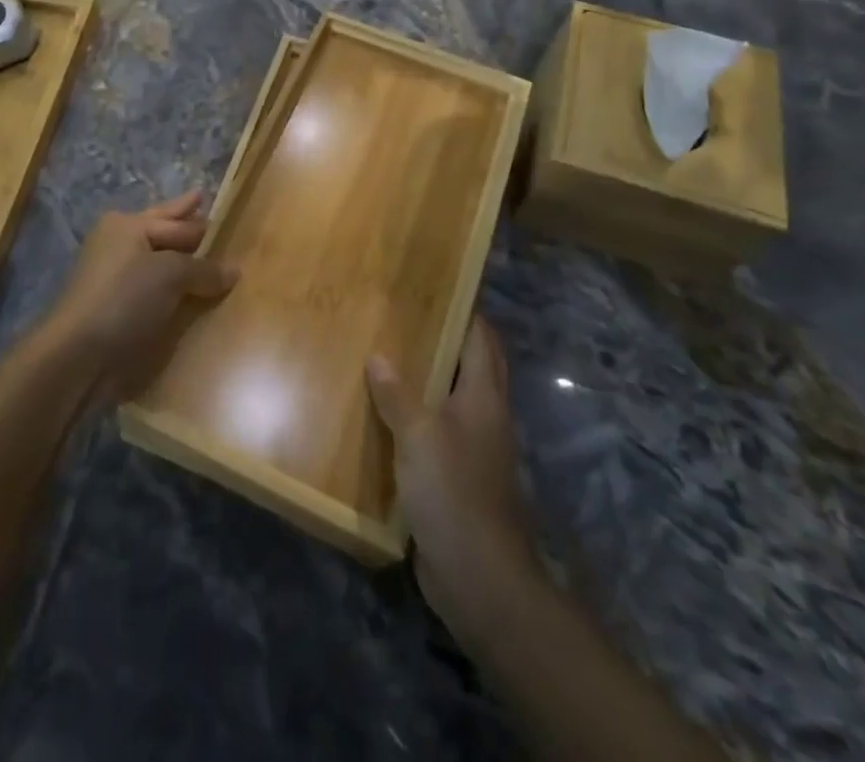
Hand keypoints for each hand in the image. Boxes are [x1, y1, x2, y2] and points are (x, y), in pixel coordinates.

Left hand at [41, 193, 236, 399]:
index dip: (197, 218)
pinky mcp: (113, 304)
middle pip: (160, 229)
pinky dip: (169, 286)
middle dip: (181, 220)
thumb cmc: (125, 298)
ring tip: (203, 254)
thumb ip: (203, 269)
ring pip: (155, 259)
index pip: (174, 220)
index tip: (214, 206)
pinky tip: (186, 292)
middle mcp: (118, 242)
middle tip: (203, 202)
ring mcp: (112, 274)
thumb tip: (233, 271)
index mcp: (127, 224)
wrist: (78, 352)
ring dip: (178, 258)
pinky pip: (150, 287)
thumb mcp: (170, 275)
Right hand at [367, 316, 535, 639]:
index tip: (437, 287)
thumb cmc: (453, 492)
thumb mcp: (418, 436)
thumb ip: (397, 394)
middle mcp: (486, 417)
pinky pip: (439, 433)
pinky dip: (419, 417)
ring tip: (389, 356)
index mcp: (483, 398)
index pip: (481, 339)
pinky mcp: (460, 478)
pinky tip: (387, 415)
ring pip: (454, 399)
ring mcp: (475, 450)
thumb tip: (378, 356)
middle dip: (447, 340)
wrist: (480, 577)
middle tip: (407, 317)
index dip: (465, 311)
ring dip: (430, 379)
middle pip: (473, 366)